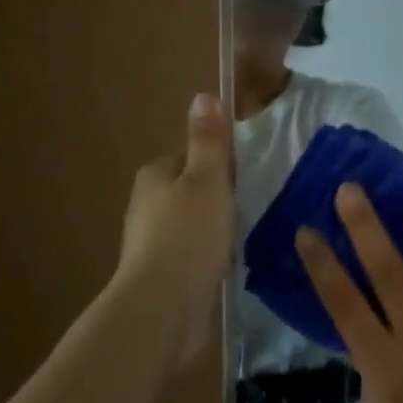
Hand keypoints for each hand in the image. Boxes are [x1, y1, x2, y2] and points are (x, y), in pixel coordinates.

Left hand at [115, 94, 234, 367]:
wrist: (164, 307)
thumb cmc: (188, 234)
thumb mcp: (206, 179)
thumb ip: (208, 140)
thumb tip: (203, 95)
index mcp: (155, 175)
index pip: (193, 155)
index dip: (222, 162)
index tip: (248, 175)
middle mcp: (148, 205)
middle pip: (194, 188)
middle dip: (221, 195)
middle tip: (254, 204)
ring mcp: (154, 242)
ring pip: (195, 222)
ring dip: (218, 226)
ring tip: (249, 233)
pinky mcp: (165, 273)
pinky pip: (196, 252)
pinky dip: (213, 253)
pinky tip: (232, 261)